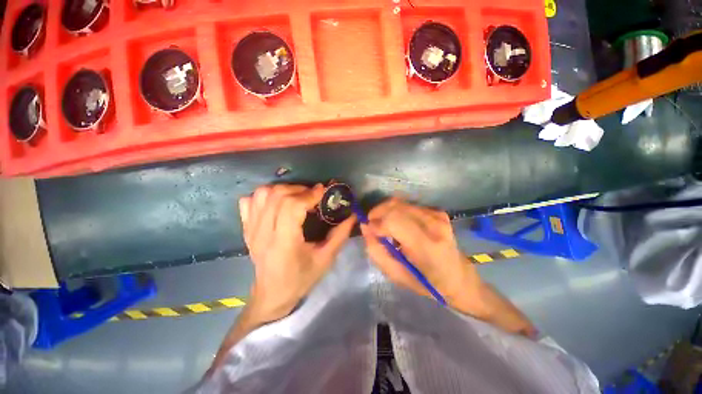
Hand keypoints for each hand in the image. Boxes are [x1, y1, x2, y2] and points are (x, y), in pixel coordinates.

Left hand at [239, 184, 354, 322]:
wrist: (272, 295)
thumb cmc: (301, 279)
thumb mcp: (326, 259)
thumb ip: (340, 234)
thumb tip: (352, 214)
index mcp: (284, 242)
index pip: (292, 206)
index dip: (309, 194)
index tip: (323, 191)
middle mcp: (263, 233)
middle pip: (277, 196)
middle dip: (299, 189)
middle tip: (312, 194)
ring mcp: (251, 229)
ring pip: (262, 194)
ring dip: (282, 189)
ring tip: (297, 196)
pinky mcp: (246, 228)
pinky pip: (249, 201)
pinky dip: (264, 196)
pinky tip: (276, 202)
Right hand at [361, 198, 535, 336]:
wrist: (458, 277)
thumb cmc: (426, 282)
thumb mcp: (396, 274)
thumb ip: (376, 250)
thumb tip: (365, 227)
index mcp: (426, 246)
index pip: (393, 220)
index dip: (376, 222)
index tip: (369, 230)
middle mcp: (433, 224)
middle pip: (394, 206)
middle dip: (377, 213)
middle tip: (372, 226)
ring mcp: (437, 215)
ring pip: (399, 203)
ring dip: (386, 212)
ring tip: (384, 227)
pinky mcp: (437, 211)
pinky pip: (407, 205)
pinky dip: (396, 212)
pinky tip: (398, 225)